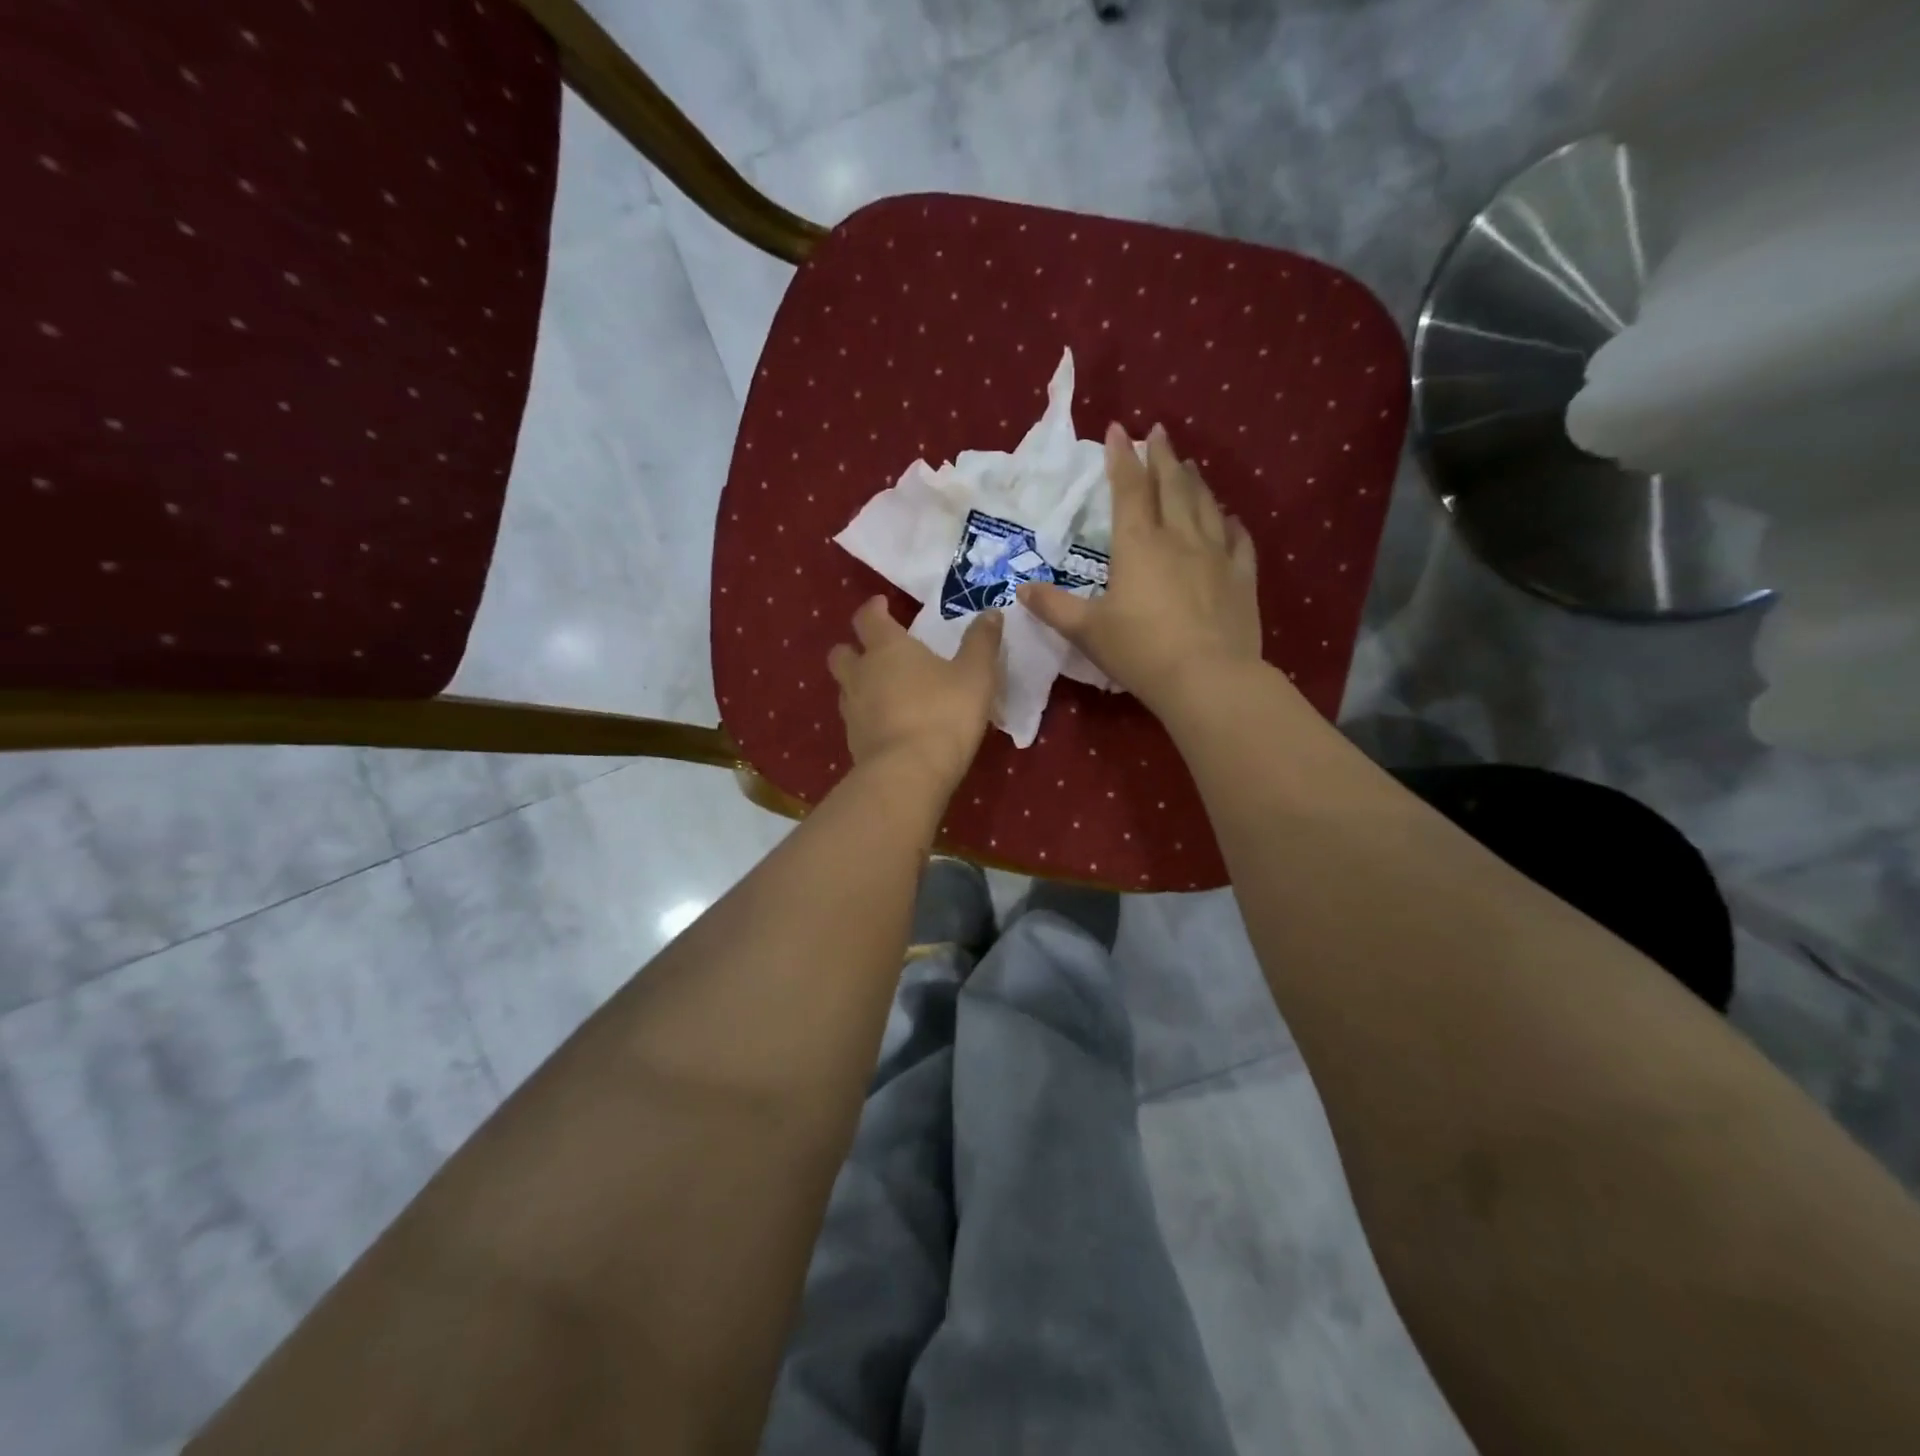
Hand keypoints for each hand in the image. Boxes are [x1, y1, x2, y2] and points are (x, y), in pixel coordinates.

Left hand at [828, 596, 1003, 793]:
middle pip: (842, 653)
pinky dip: (866, 717)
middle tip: (876, 652)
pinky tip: (887, 726)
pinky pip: (854, 720)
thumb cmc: (944, 714)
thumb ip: (982, 642)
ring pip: (845, 688)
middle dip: (854, 648)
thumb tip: (991, 612)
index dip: (874, 609)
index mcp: (886, 649)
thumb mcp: (976, 675)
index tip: (883, 605)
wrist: (909, 774)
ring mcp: (852, 711)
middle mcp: (861, 674)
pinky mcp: (852, 743)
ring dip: (858, 684)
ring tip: (883, 690)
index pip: (868, 618)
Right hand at [1020, 422, 1260, 716]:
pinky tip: (1229, 517)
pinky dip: (1231, 523)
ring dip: (1194, 481)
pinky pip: (1238, 540)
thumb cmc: (1140, 651)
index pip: (1128, 490)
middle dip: (1161, 456)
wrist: (1208, 678)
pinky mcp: (1242, 578)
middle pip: (1171, 486)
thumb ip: (1054, 607)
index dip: (1121, 458)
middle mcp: (1179, 538)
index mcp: (1138, 545)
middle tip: (1157, 432)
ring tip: (1188, 464)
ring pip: (1205, 505)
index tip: (1117, 429)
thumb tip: (1021, 590)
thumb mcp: (1087, 631)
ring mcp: (1216, 555)